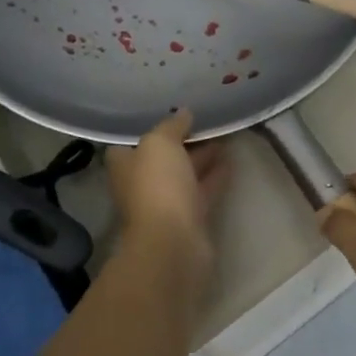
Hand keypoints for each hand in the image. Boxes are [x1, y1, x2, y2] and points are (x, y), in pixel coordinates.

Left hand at [107, 109, 230, 278]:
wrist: (173, 243)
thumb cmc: (157, 186)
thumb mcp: (160, 143)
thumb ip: (171, 125)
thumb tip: (183, 113)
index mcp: (124, 165)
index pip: (131, 141)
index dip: (149, 127)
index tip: (171, 112)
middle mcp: (141, 184)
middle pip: (161, 157)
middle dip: (181, 140)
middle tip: (205, 119)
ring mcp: (166, 203)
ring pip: (185, 173)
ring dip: (201, 156)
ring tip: (224, 133)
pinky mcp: (190, 218)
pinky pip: (203, 190)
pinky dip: (215, 175)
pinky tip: (231, 159)